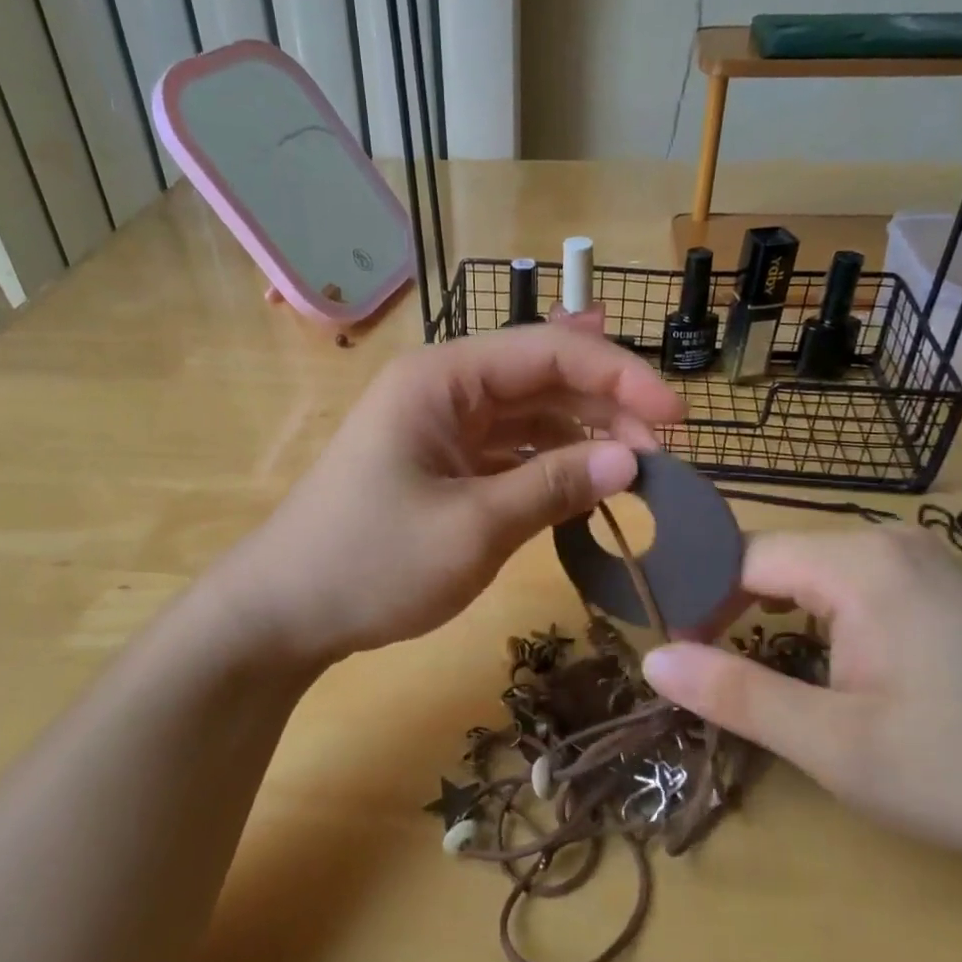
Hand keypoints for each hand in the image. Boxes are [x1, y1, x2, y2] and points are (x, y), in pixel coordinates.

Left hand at [222, 325, 684, 666]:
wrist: (284, 612)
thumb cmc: (371, 563)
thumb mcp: (473, 527)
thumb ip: (554, 486)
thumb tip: (631, 461)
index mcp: (443, 378)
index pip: (548, 350)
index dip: (620, 375)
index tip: (676, 419)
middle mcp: (444, 389)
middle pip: (543, 377)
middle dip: (607, 408)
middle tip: (661, 458)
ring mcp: (442, 427)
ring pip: (530, 415)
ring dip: (583, 437)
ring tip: (635, 472)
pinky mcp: (442, 464)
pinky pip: (510, 451)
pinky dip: (551, 466)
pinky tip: (587, 488)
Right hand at [642, 528, 961, 900]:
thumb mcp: (837, 746)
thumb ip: (736, 696)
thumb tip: (652, 659)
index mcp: (858, 562)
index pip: (740, 558)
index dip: (697, 604)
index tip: (674, 657)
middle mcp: (888, 542)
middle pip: (776, 562)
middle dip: (733, 614)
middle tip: (710, 678)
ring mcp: (925, 562)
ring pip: (814, 576)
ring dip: (777, 621)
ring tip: (760, 678)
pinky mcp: (947, 590)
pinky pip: (856, 590)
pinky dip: (822, 624)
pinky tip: (830, 670)